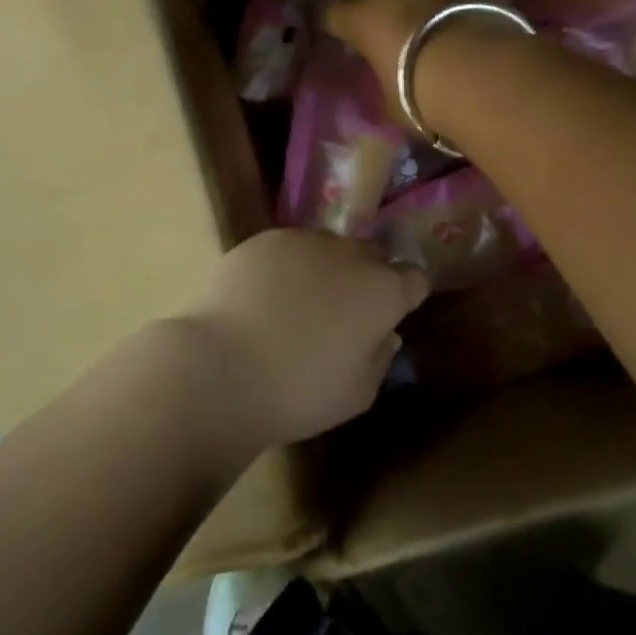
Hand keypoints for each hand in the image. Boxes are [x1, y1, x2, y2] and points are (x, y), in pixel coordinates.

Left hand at [174, 230, 428, 450]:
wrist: (222, 368)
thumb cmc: (300, 391)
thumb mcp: (357, 394)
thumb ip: (380, 358)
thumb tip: (385, 333)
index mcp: (382, 290)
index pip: (413, 278)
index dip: (405, 296)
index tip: (389, 315)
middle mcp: (349, 254)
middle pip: (371, 256)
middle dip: (366, 277)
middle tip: (343, 311)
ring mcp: (304, 240)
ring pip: (327, 247)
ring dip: (324, 268)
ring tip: (296, 304)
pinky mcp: (263, 240)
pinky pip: (287, 248)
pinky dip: (284, 266)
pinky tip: (262, 297)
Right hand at [324, 0, 469, 113]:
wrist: (479, 71)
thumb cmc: (421, 94)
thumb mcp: (393, 101)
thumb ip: (385, 82)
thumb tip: (387, 83)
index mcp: (362, 19)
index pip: (334, 15)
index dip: (337, 25)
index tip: (342, 36)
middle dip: (380, 10)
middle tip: (391, 33)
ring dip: (419, 1)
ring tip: (431, 24)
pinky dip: (455, 2)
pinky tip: (466, 20)